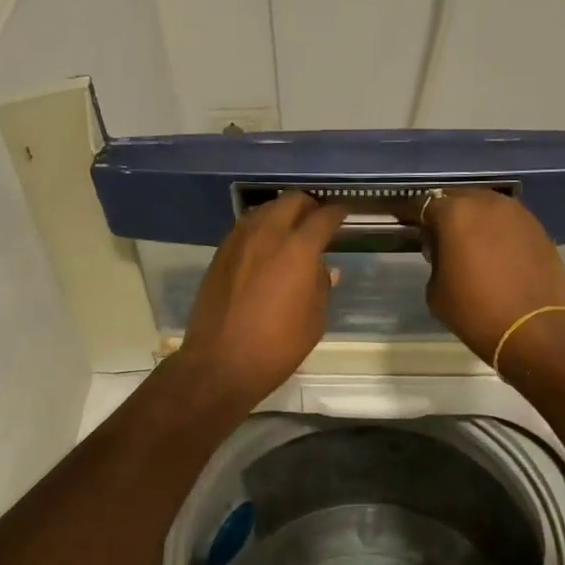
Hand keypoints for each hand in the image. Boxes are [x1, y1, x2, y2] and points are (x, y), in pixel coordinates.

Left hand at [175, 192, 347, 407]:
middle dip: (309, 206)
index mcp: (299, 249)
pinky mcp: (220, 254)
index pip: (324, 217)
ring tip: (291, 231)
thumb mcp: (314, 321)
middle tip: (317, 220)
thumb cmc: (277, 346)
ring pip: (264, 210)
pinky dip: (260, 228)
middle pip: (291, 201)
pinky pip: (245, 228)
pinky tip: (265, 247)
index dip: (337, 213)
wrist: (220, 362)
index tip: (343, 214)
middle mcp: (268, 234)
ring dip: (281, 213)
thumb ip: (321, 287)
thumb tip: (323, 269)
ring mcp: (239, 241)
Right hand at [409, 189, 564, 361]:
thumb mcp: (436, 290)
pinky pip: (508, 222)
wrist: (535, 330)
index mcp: (454, 213)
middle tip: (438, 235)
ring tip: (468, 243)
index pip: (424, 205)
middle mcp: (486, 203)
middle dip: (446, 213)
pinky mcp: (538, 229)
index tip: (406, 224)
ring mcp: (517, 213)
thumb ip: (435, 260)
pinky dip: (497, 231)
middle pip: (457, 198)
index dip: (412, 215)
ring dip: (474, 219)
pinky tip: (495, 252)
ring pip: (486, 207)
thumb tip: (443, 250)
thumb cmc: (475, 311)